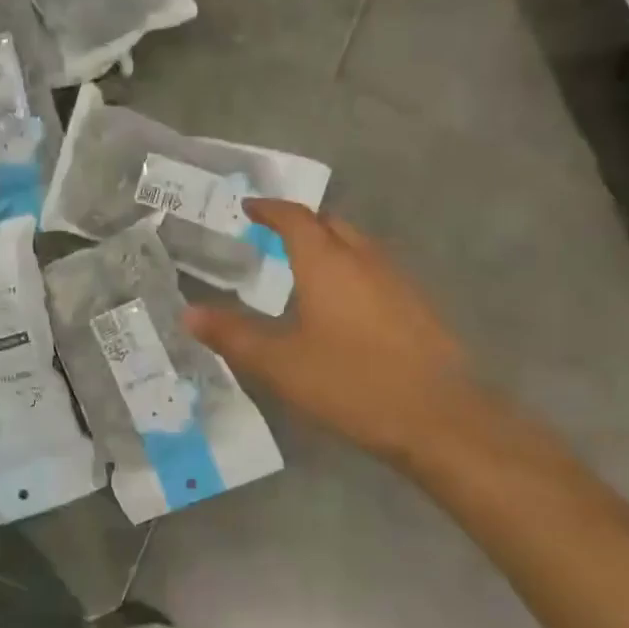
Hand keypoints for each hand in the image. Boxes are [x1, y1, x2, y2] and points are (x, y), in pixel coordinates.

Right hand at [183, 200, 483, 465]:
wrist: (440, 419)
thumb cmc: (350, 383)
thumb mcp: (279, 363)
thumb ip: (232, 335)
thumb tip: (188, 313)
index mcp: (328, 263)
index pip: (295, 218)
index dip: (270, 209)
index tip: (249, 208)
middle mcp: (366, 260)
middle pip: (332, 224)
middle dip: (302, 223)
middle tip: (274, 236)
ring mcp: (398, 282)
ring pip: (359, 246)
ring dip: (330, 246)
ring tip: (305, 268)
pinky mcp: (419, 307)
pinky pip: (376, 271)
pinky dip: (352, 271)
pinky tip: (344, 305)